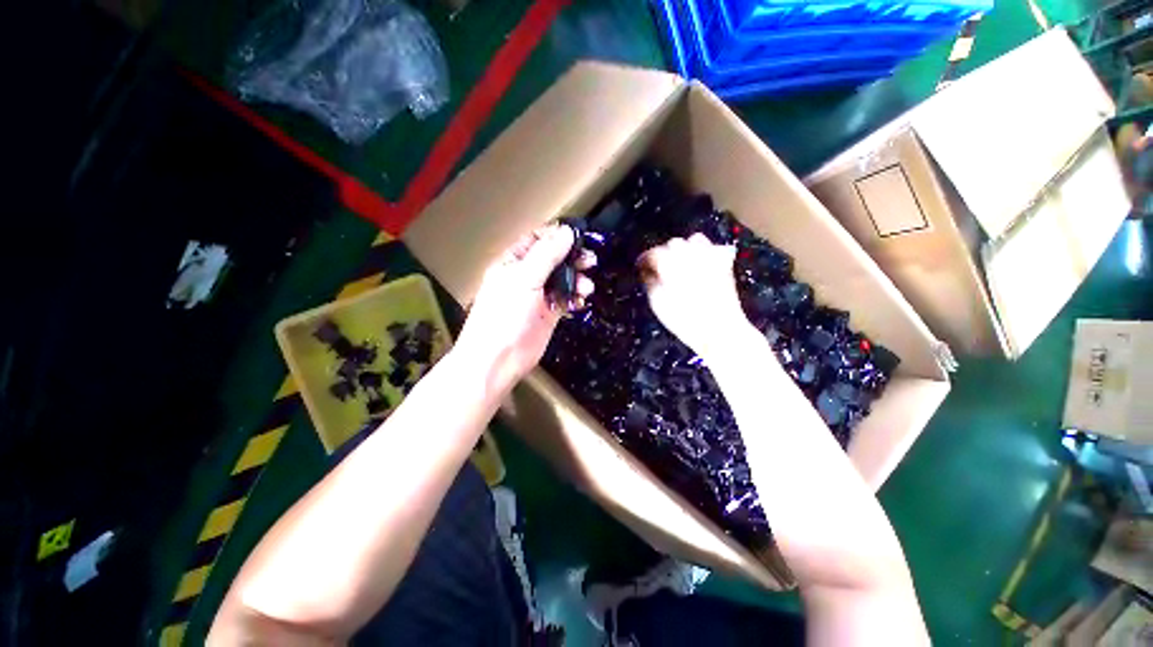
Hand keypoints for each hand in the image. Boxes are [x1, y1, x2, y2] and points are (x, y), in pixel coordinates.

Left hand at [455, 224, 594, 386]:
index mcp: (513, 263)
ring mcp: (538, 296)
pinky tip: (582, 300)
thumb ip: (547, 255)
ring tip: (587, 286)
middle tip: (589, 261)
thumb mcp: (524, 279)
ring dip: (578, 280)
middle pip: (554, 259)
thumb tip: (567, 233)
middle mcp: (526, 276)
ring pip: (563, 280)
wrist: (498, 359)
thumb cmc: (502, 316)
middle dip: (572, 259)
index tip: (577, 237)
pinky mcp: (549, 314)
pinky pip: (566, 299)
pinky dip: (576, 298)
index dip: (556, 236)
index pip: (536, 239)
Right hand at [638, 233, 752, 359]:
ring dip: (685, 248)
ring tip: (680, 262)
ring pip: (695, 240)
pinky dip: (706, 251)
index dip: (644, 259)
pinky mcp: (724, 265)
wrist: (719, 329)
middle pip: (673, 243)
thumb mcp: (657, 304)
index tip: (640, 266)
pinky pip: (715, 248)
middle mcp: (690, 255)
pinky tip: (702, 263)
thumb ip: (650, 282)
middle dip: (664, 252)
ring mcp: (710, 258)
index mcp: (670, 264)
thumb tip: (647, 271)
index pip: (653, 253)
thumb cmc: (683, 320)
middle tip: (658, 267)